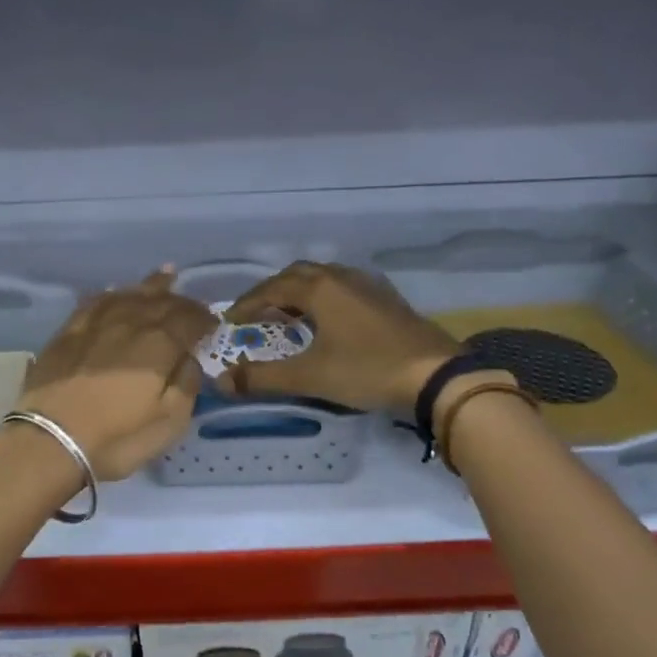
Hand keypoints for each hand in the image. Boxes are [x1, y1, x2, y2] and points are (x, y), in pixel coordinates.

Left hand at [13, 270, 216, 480]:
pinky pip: (94, 303)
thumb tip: (190, 359)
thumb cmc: (117, 438)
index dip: (203, 319)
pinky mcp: (67, 334)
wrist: (51, 440)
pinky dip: (110, 295)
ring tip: (164, 276)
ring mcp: (94, 325)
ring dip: (149, 287)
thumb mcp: (170, 422)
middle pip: (160, 302)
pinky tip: (114, 293)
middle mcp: (129, 323)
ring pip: (128, 295)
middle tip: (192, 305)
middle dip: (181, 301)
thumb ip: (187, 385)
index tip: (213, 324)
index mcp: (159, 344)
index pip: (189, 320)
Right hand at [219, 261, 460, 415]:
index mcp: (319, 289)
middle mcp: (341, 278)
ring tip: (288, 317)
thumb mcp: (309, 376)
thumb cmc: (366, 370)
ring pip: (323, 278)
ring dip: (299, 293)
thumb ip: (262, 378)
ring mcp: (368, 286)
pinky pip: (344, 288)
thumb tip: (222, 381)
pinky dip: (324, 299)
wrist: (435, 376)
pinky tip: (328, 322)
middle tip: (257, 316)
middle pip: (297, 275)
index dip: (247, 305)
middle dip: (271, 292)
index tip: (230, 322)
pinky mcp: (387, 300)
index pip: (271, 289)